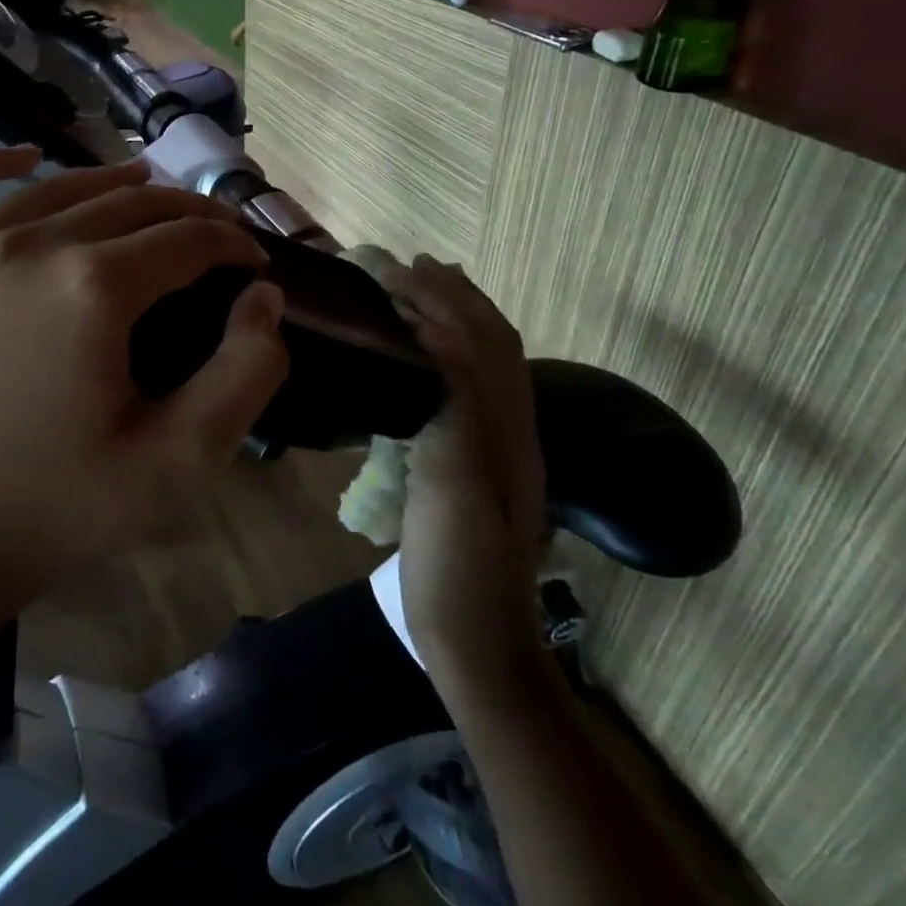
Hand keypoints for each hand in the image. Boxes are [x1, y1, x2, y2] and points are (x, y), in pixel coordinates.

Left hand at [0, 147, 289, 623]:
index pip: (188, 240)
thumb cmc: (50, 511)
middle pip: (130, 206)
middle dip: (187, 214)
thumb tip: (263, 297)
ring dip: (113, 184)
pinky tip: (26, 157)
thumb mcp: (177, 463)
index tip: (253, 263)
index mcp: (95, 287)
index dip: (233, 244)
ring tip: (148, 190)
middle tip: (215, 234)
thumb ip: (244, 374)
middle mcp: (29, 244)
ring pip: (57, 189)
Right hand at [380, 257, 547, 679]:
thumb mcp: (454, 483)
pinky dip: (444, 359)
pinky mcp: (470, 469)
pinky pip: (463, 394)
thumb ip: (454, 408)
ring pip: (483, 366)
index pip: (475, 341)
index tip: (399, 268)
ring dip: (455, 320)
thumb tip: (435, 342)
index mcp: (502, 426)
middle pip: (490, 344)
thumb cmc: (457, 565)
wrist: (478, 639)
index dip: (441, 300)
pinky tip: (419, 362)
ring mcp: (492, 449)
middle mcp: (507, 427)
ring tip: (421, 294)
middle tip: (412, 266)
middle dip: (454, 297)